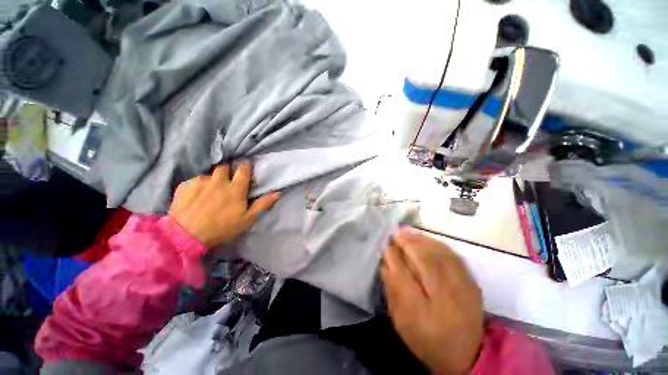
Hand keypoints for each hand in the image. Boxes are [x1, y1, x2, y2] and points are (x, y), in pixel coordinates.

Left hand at [169, 162, 279, 248]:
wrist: (186, 235)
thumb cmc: (222, 228)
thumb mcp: (248, 219)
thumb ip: (263, 204)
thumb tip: (277, 193)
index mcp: (235, 188)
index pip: (243, 169)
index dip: (246, 167)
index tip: (247, 169)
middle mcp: (218, 180)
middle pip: (225, 167)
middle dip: (228, 171)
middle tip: (228, 182)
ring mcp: (200, 182)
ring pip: (209, 174)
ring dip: (213, 179)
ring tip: (211, 191)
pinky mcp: (185, 186)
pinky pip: (195, 180)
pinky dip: (198, 186)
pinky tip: (196, 197)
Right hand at [381, 228, 483, 374]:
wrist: (465, 353)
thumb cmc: (427, 337)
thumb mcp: (402, 319)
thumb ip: (393, 290)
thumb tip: (385, 262)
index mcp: (425, 312)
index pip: (404, 276)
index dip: (393, 256)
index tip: (385, 244)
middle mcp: (448, 297)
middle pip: (425, 260)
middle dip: (407, 243)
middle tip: (394, 234)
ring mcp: (464, 287)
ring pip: (439, 254)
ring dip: (420, 240)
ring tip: (406, 232)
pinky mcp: (471, 282)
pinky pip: (453, 255)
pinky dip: (436, 243)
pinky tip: (425, 239)